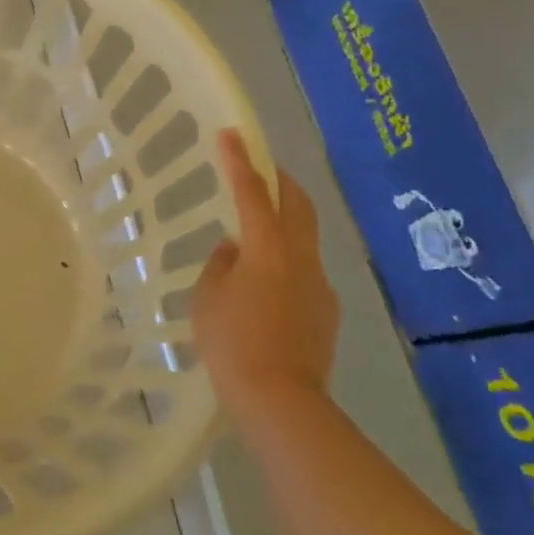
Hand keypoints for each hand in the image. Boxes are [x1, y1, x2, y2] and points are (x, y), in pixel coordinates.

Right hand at [193, 130, 339, 419]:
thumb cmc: (232, 343)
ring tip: (255, 236)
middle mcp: (300, 257)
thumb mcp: (207, 299)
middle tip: (262, 168)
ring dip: (284, 223)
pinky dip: (286, 262)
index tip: (231, 134)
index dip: (239, 161)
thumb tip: (233, 249)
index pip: (252, 192)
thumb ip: (219, 265)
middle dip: (280, 180)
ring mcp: (319, 284)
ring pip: (304, 238)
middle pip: (297, 204)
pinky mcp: (326, 311)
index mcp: (267, 248)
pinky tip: (266, 288)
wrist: (280, 400)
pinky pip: (304, 272)